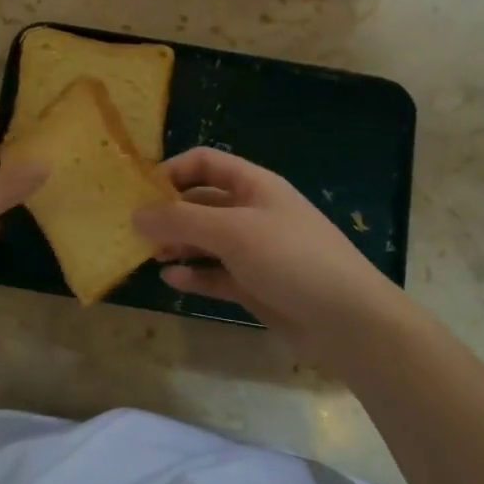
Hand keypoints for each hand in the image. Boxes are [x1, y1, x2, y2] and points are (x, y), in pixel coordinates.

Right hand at [134, 148, 412, 361]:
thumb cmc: (291, 259)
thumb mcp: (233, 232)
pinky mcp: (255, 285)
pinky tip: (171, 279)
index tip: (140, 193)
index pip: (205, 163)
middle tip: (136, 231)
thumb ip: (181, 221)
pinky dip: (194, 274)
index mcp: (254, 186)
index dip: (172, 171)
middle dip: (170, 212)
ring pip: (206, 240)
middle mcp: (253, 212)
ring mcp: (255, 251)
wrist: (348, 321)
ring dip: (178, 244)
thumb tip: (135, 214)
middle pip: (202, 202)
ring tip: (149, 255)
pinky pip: (216, 274)